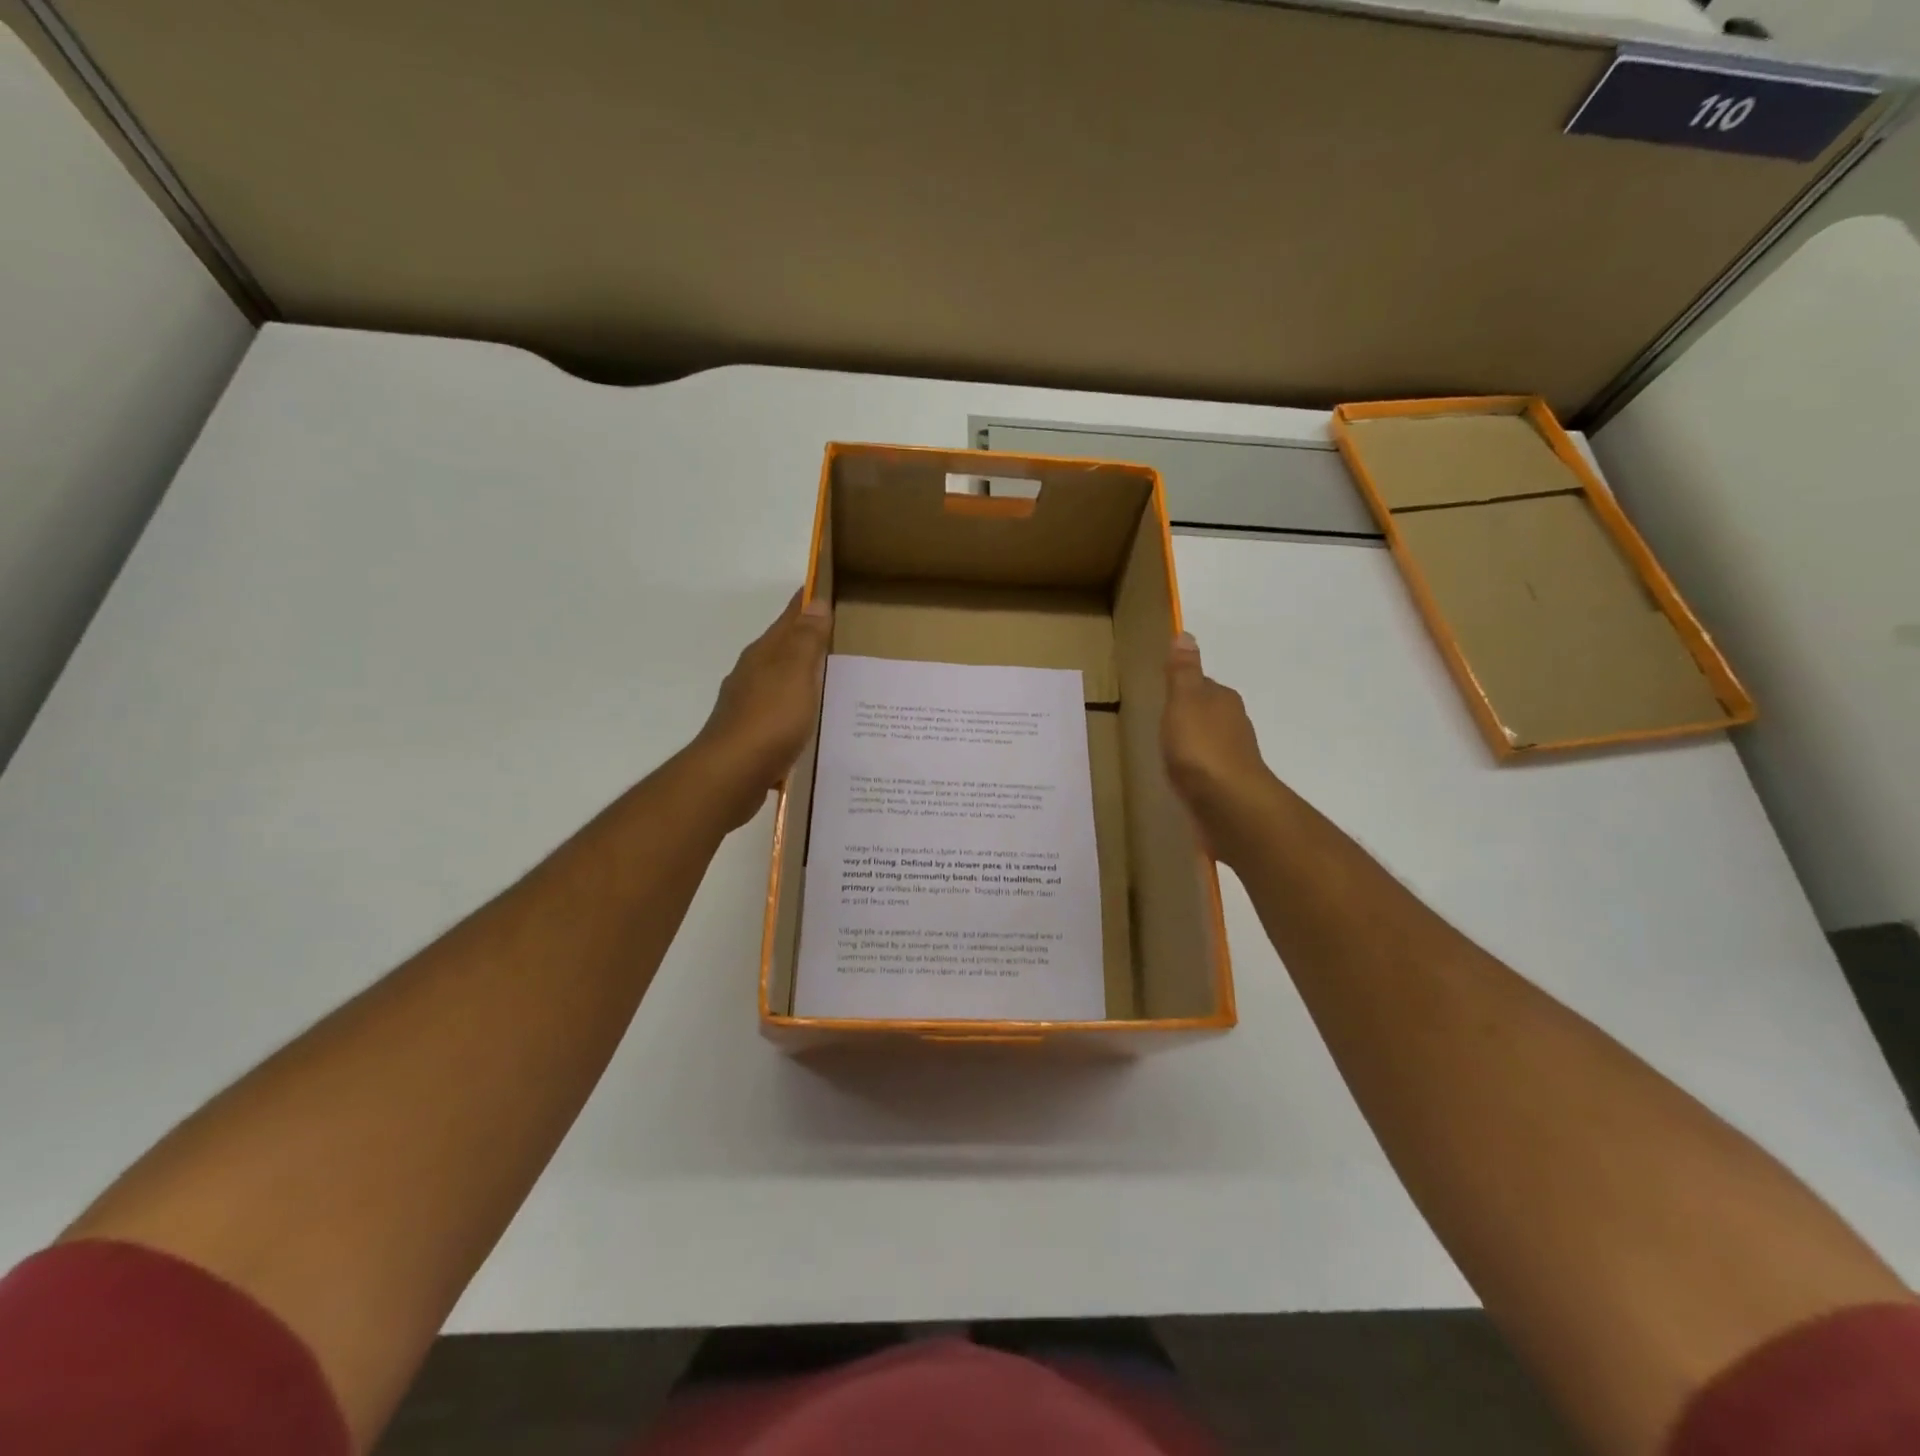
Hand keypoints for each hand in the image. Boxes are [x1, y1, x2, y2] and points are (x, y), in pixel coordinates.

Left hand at [692, 591, 832, 829]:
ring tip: (832, 681)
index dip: (806, 603)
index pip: (788, 619)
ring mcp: (748, 707)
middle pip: (783, 650)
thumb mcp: (794, 673)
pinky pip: (780, 714)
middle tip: (840, 635)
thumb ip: (806, 639)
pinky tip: (810, 723)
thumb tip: (814, 601)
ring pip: (780, 683)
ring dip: (801, 678)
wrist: (731, 775)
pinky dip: (796, 710)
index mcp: (763, 655)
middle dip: (806, 640)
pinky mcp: (750, 737)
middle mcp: (751, 675)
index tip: (825, 588)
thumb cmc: (769, 719)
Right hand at [1161, 631, 1276, 860]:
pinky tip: (1183, 778)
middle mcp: (1234, 724)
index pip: (1204, 685)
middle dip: (1191, 717)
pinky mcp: (1229, 785)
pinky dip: (1197, 770)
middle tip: (1164, 723)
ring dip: (1195, 745)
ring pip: (1211, 742)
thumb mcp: (1183, 701)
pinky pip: (1209, 770)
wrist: (1228, 803)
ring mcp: (1234, 757)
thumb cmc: (1201, 747)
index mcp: (1223, 700)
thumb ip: (1183, 671)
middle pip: (1209, 713)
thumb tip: (1186, 634)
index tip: (1166, 694)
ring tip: (1170, 752)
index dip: (1185, 688)